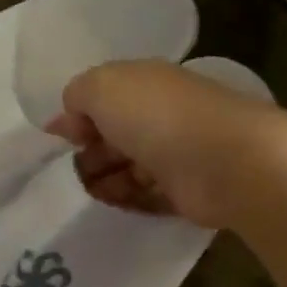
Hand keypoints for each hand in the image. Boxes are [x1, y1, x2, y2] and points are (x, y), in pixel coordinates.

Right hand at [47, 59, 278, 229]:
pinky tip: (114, 202)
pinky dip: (127, 198)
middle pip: (115, 134)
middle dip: (90, 151)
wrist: (225, 162)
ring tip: (93, 189)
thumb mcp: (102, 87)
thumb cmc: (158, 117)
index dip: (79, 116)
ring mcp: (177, 154)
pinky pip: (147, 195)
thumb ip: (78, 95)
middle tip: (78, 166)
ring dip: (104, 178)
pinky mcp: (187, 191)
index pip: (105, 97)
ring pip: (129, 166)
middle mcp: (162, 115)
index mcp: (145, 84)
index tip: (61, 137)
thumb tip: (70, 117)